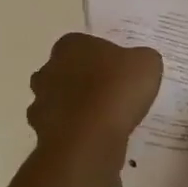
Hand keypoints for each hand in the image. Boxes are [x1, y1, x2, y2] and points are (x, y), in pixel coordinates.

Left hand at [27, 33, 162, 167]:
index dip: (103, 58)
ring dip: (78, 110)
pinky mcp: (41, 132)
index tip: (120, 73)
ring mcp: (40, 102)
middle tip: (113, 96)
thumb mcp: (146, 64)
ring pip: (61, 102)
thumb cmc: (116, 90)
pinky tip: (96, 141)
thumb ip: (142, 59)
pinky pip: (62, 130)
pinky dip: (75, 134)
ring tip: (107, 122)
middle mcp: (48, 69)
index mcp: (70, 45)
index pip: (84, 45)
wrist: (89, 139)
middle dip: (85, 82)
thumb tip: (139, 64)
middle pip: (67, 72)